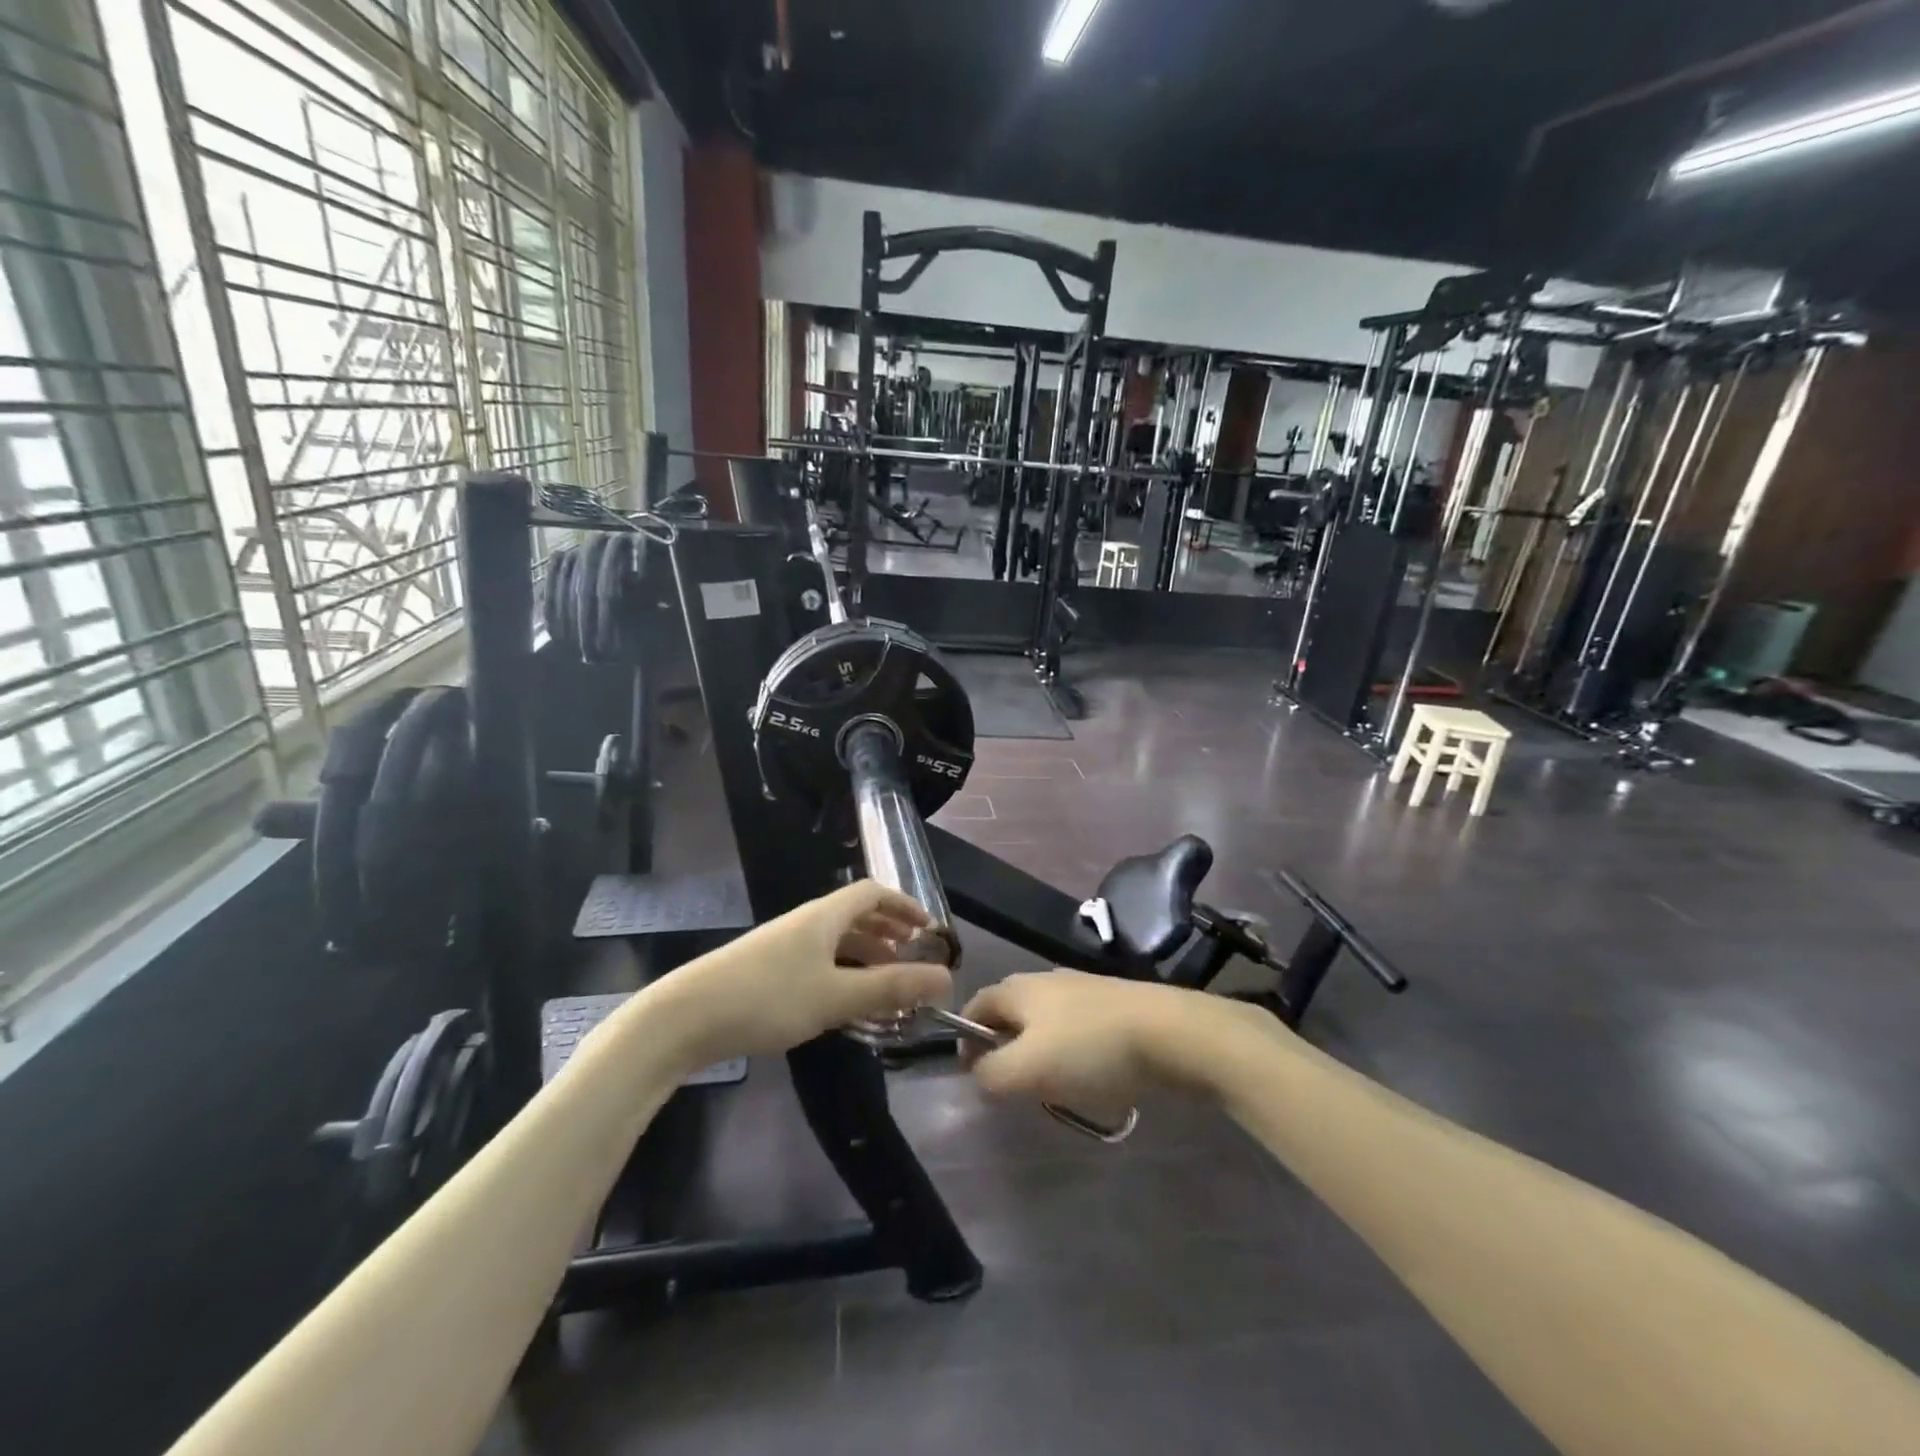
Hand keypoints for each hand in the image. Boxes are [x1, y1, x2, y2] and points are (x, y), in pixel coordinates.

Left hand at [655, 880, 951, 1064]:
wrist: (685, 1018)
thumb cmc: (767, 998)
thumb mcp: (836, 995)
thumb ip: (891, 987)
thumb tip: (946, 977)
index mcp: (823, 916)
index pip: (872, 893)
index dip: (903, 904)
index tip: (927, 928)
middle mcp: (804, 923)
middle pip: (854, 915)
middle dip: (887, 933)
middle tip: (911, 958)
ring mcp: (782, 946)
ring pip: (835, 941)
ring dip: (865, 956)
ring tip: (885, 984)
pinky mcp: (765, 970)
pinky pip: (817, 961)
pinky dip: (841, 973)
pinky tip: (842, 1003)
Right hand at [961, 971, 1261, 1110]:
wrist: (1171, 1032)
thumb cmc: (1091, 1049)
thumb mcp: (1029, 1069)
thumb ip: (991, 1074)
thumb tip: (979, 1072)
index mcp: (1019, 988)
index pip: (976, 1006)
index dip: (965, 1039)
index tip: (973, 1075)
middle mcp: (1046, 980)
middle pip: (1011, 1014)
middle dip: (1006, 1049)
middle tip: (1015, 1087)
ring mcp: (1084, 989)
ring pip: (1046, 1024)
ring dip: (1041, 1055)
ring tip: (1055, 1088)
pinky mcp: (1114, 1005)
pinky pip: (1079, 1031)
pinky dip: (1074, 1054)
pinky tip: (1093, 1078)